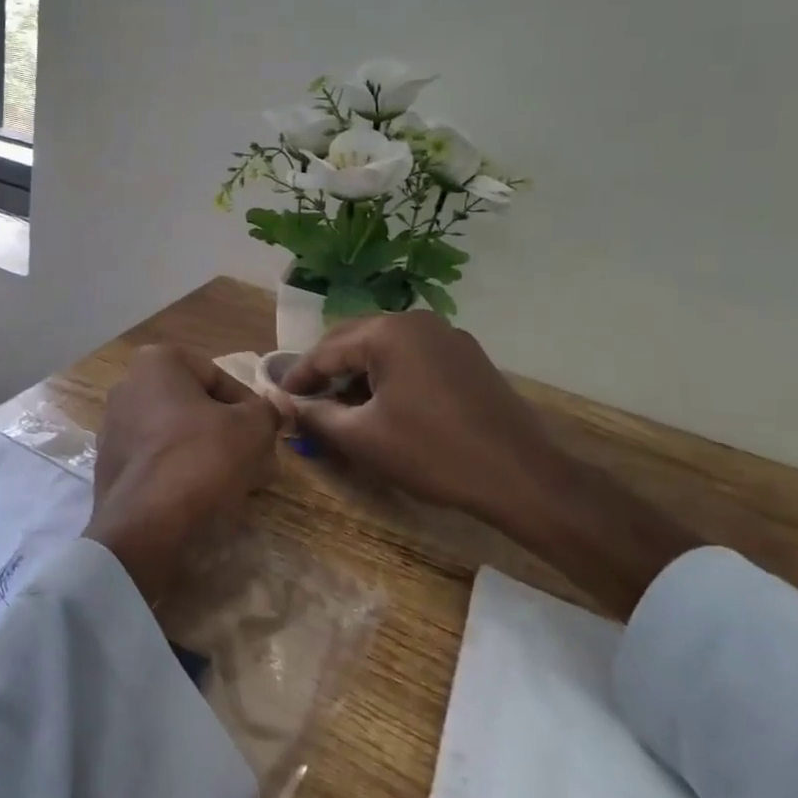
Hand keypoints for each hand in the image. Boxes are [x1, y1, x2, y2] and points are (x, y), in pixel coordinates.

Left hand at [89, 345, 281, 605]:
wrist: (145, 525)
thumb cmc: (200, 458)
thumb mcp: (252, 429)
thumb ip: (268, 412)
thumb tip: (280, 406)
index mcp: (156, 364)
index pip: (219, 377)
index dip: (251, 406)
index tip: (268, 432)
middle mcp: (128, 387)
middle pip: (197, 408)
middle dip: (232, 433)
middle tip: (261, 461)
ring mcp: (114, 429)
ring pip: (179, 436)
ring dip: (213, 454)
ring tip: (244, 484)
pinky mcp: (110, 468)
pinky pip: (159, 462)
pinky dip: (185, 473)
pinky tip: (210, 498)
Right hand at [280, 313, 699, 617]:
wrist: (521, 476)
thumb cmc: (432, 453)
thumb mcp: (362, 438)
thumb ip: (314, 415)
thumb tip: (281, 403)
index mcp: (388, 331)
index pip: (326, 349)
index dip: (297, 376)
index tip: (276, 397)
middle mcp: (417, 321)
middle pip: (354, 341)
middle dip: (327, 372)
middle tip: (305, 402)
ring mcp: (447, 336)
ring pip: (384, 350)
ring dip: (357, 375)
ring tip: (340, 408)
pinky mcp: (466, 356)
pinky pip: (412, 358)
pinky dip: (388, 377)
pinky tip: (382, 406)